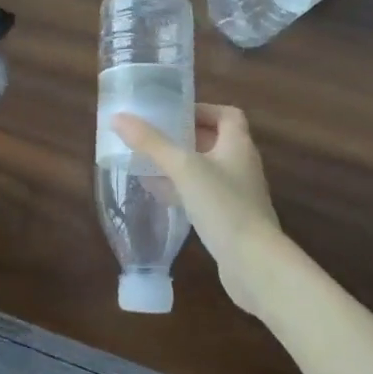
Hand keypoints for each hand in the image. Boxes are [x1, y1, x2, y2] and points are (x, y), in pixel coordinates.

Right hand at [112, 104, 281, 314]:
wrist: (254, 263)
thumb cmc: (223, 205)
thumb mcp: (183, 168)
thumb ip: (151, 143)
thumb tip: (119, 118)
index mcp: (238, 145)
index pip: (227, 115)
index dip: (202, 110)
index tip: (174, 114)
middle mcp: (242, 165)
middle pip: (215, 141)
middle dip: (185, 137)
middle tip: (155, 138)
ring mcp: (238, 194)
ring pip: (207, 170)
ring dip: (181, 165)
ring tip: (150, 165)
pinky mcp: (231, 218)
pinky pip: (204, 195)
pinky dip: (184, 191)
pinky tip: (161, 196)